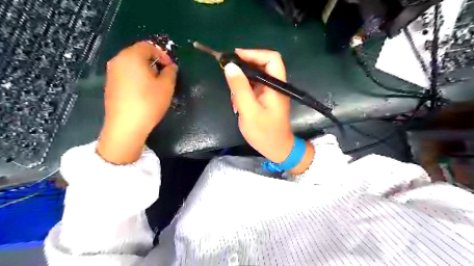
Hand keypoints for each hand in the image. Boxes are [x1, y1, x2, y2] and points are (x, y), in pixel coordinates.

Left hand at [96, 42, 176, 164]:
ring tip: (156, 84)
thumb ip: (171, 72)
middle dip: (154, 62)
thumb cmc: (149, 102)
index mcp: (132, 56)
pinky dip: (137, 77)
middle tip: (165, 75)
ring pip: (132, 65)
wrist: (126, 125)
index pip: (148, 46)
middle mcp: (118, 60)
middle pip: (138, 54)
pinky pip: (126, 74)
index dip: (162, 54)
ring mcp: (111, 73)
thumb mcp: (167, 86)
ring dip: (146, 70)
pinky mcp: (110, 85)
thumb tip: (170, 67)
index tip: (171, 67)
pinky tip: (144, 92)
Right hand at [223, 49, 313, 174]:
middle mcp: (274, 85)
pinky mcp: (264, 99)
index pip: (271, 58)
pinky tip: (238, 105)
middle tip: (228, 75)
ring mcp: (269, 92)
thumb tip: (230, 66)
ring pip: (253, 77)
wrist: (276, 149)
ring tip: (235, 99)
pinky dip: (242, 93)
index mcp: (276, 86)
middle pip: (261, 65)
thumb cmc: (264, 133)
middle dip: (243, 69)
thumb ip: (240, 88)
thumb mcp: (249, 111)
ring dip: (241, 84)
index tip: (235, 57)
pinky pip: (252, 88)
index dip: (254, 53)